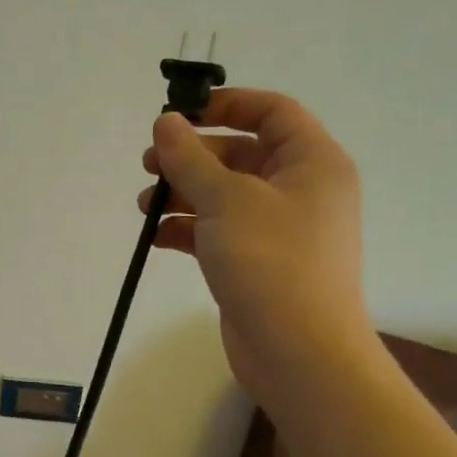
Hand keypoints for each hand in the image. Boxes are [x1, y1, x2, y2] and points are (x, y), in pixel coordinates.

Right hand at [140, 88, 368, 405]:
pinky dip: (188, 230)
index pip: (272, 112)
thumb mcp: (225, 200)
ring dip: (183, 195)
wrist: (298, 352)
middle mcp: (300, 190)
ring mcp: (279, 230)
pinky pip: (219, 232)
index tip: (180, 114)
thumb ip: (190, 158)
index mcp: (312, 162)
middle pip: (242, 154)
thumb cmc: (270, 261)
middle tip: (148, 164)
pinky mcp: (258, 263)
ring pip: (225, 196)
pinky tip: (157, 238)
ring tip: (144, 205)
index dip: (227, 104)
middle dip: (192, 157)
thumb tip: (166, 122)